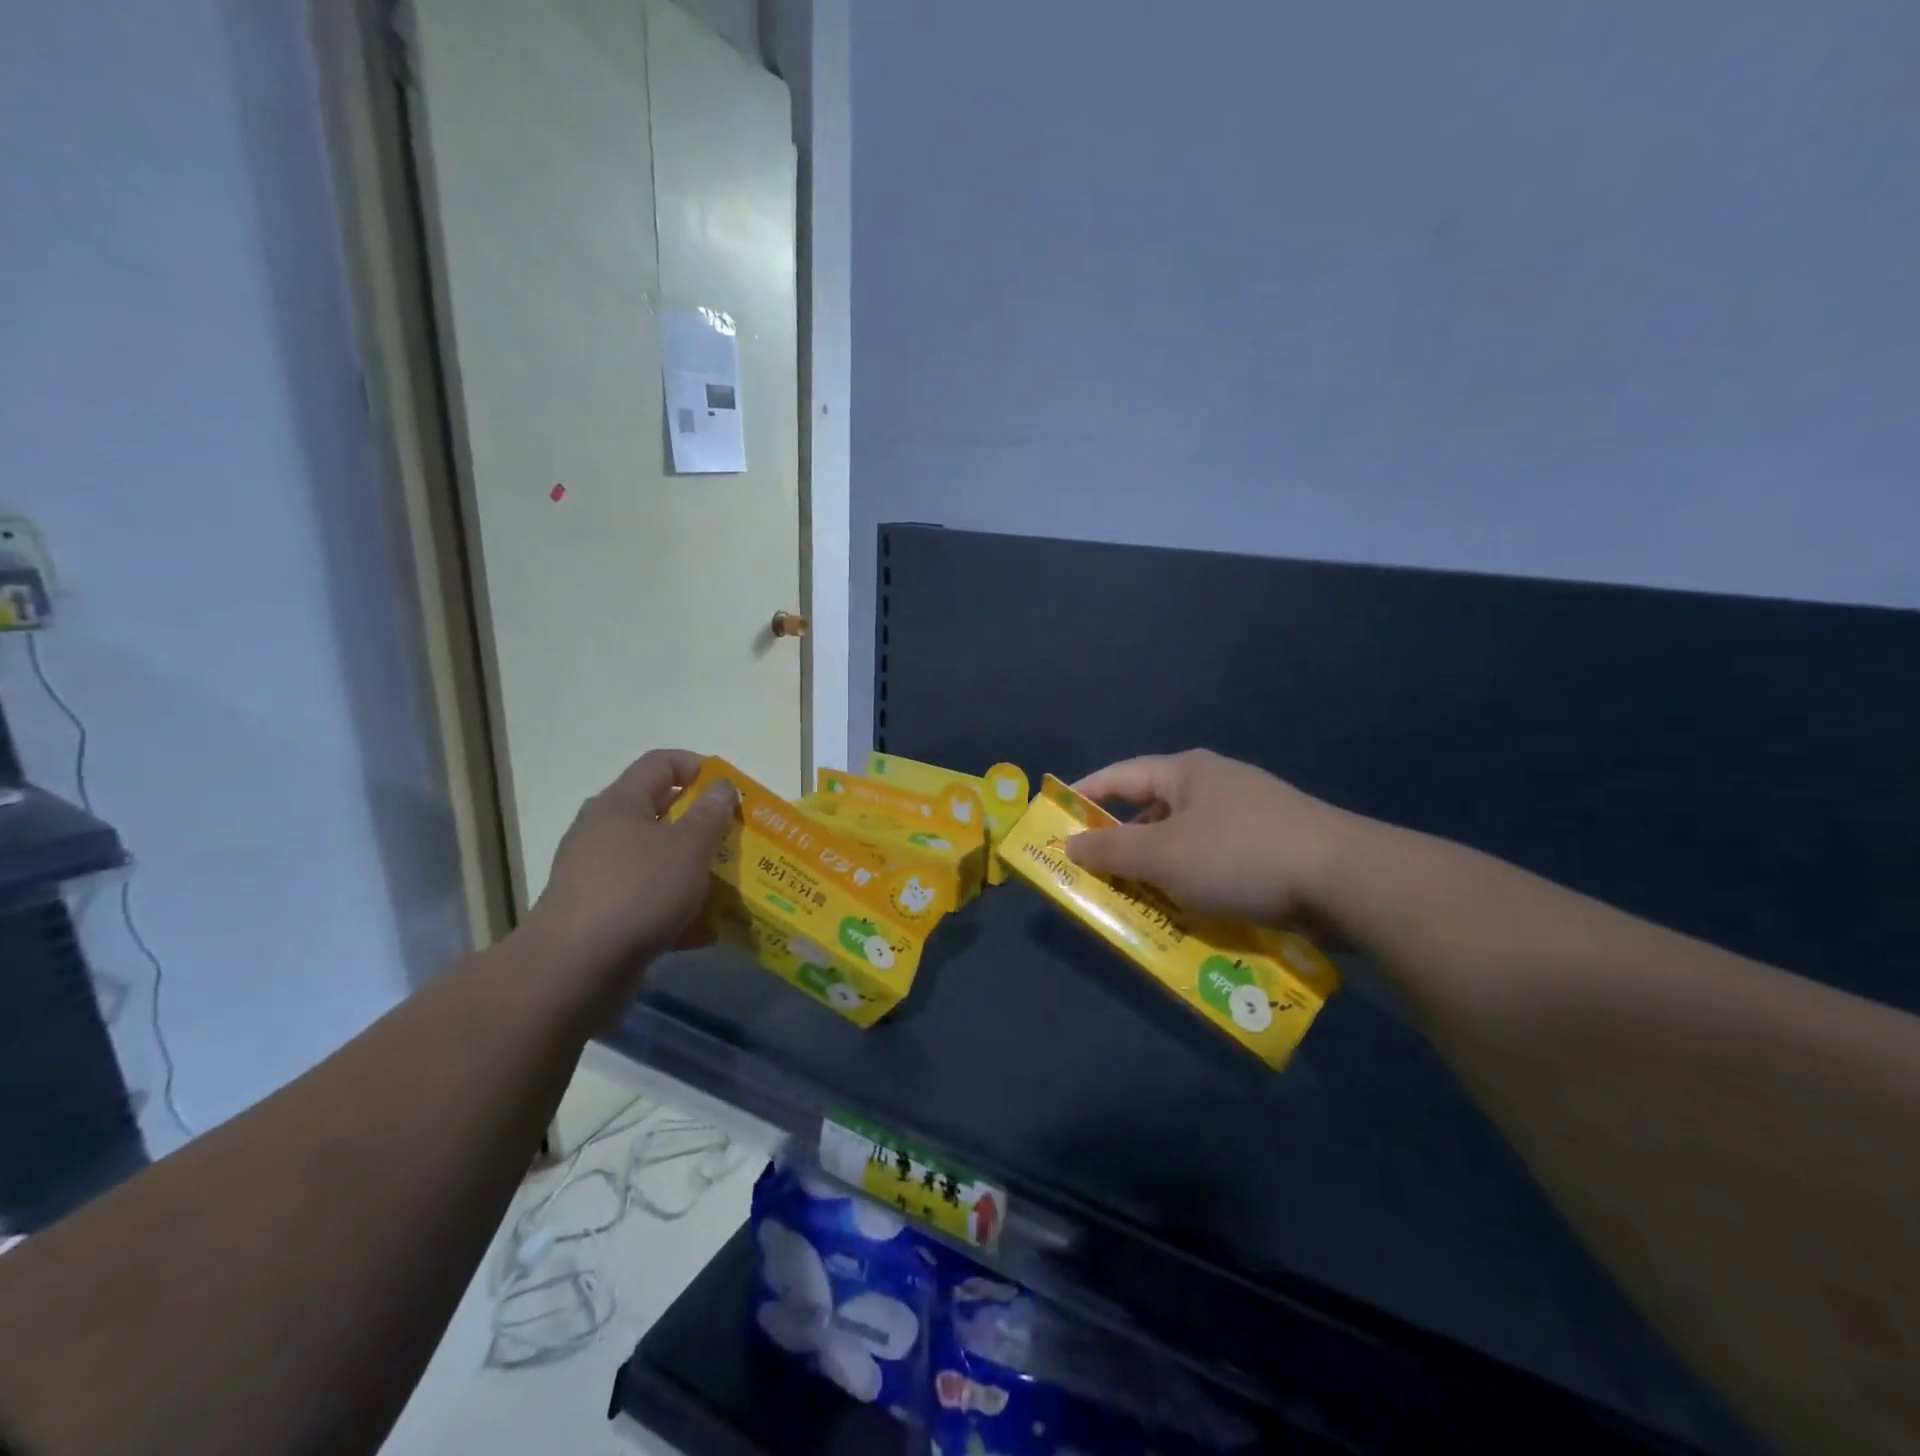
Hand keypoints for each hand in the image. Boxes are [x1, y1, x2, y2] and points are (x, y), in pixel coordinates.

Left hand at [522, 749, 736, 1013]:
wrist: (573, 971)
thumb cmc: (636, 892)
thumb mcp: (687, 847)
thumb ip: (710, 814)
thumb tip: (722, 787)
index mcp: (621, 803)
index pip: (661, 764)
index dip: (698, 767)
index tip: (731, 792)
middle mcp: (604, 832)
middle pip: (660, 813)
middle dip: (702, 825)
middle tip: (736, 839)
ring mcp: (599, 876)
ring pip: (656, 861)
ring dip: (693, 871)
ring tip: (728, 887)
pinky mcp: (600, 915)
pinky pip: (647, 902)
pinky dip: (676, 911)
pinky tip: (705, 931)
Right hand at [1066, 749, 1358, 931]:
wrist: (1347, 881)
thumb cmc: (1240, 855)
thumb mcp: (1164, 856)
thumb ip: (1111, 851)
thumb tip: (1070, 844)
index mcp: (1187, 772)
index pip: (1121, 776)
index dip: (1086, 796)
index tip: (1058, 819)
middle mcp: (1217, 785)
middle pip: (1153, 810)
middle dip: (1123, 845)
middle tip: (1096, 874)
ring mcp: (1250, 815)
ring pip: (1186, 842)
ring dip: (1160, 870)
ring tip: (1139, 901)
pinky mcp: (1275, 847)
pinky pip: (1217, 862)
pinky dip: (1195, 883)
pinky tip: (1191, 911)